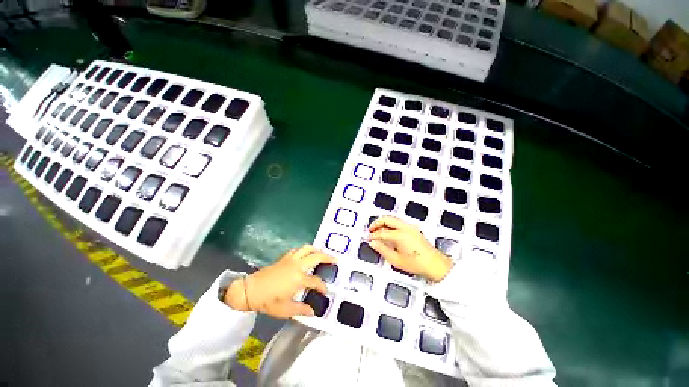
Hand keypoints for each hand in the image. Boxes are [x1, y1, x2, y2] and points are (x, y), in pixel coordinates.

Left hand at [224, 245, 335, 318]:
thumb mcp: (285, 310)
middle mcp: (297, 265)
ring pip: (307, 248)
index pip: (316, 281)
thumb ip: (301, 310)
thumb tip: (314, 312)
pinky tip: (305, 255)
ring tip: (322, 254)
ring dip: (316, 250)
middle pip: (316, 256)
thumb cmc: (268, 301)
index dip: (323, 287)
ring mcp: (291, 259)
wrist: (250, 290)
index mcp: (299, 279)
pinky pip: (298, 249)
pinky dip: (305, 250)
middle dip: (327, 257)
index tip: (325, 292)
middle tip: (335, 260)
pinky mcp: (285, 257)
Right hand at [367, 216, 453, 281]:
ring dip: (383, 222)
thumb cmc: (416, 264)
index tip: (367, 238)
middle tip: (370, 230)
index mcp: (400, 235)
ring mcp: (410, 226)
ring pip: (392, 218)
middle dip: (376, 223)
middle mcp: (405, 227)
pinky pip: (398, 222)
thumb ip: (382, 250)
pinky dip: (390, 224)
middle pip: (387, 219)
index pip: (382, 232)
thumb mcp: (396, 260)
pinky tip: (387, 231)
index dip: (373, 235)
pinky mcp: (413, 228)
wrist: (435, 264)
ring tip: (377, 231)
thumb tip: (373, 243)